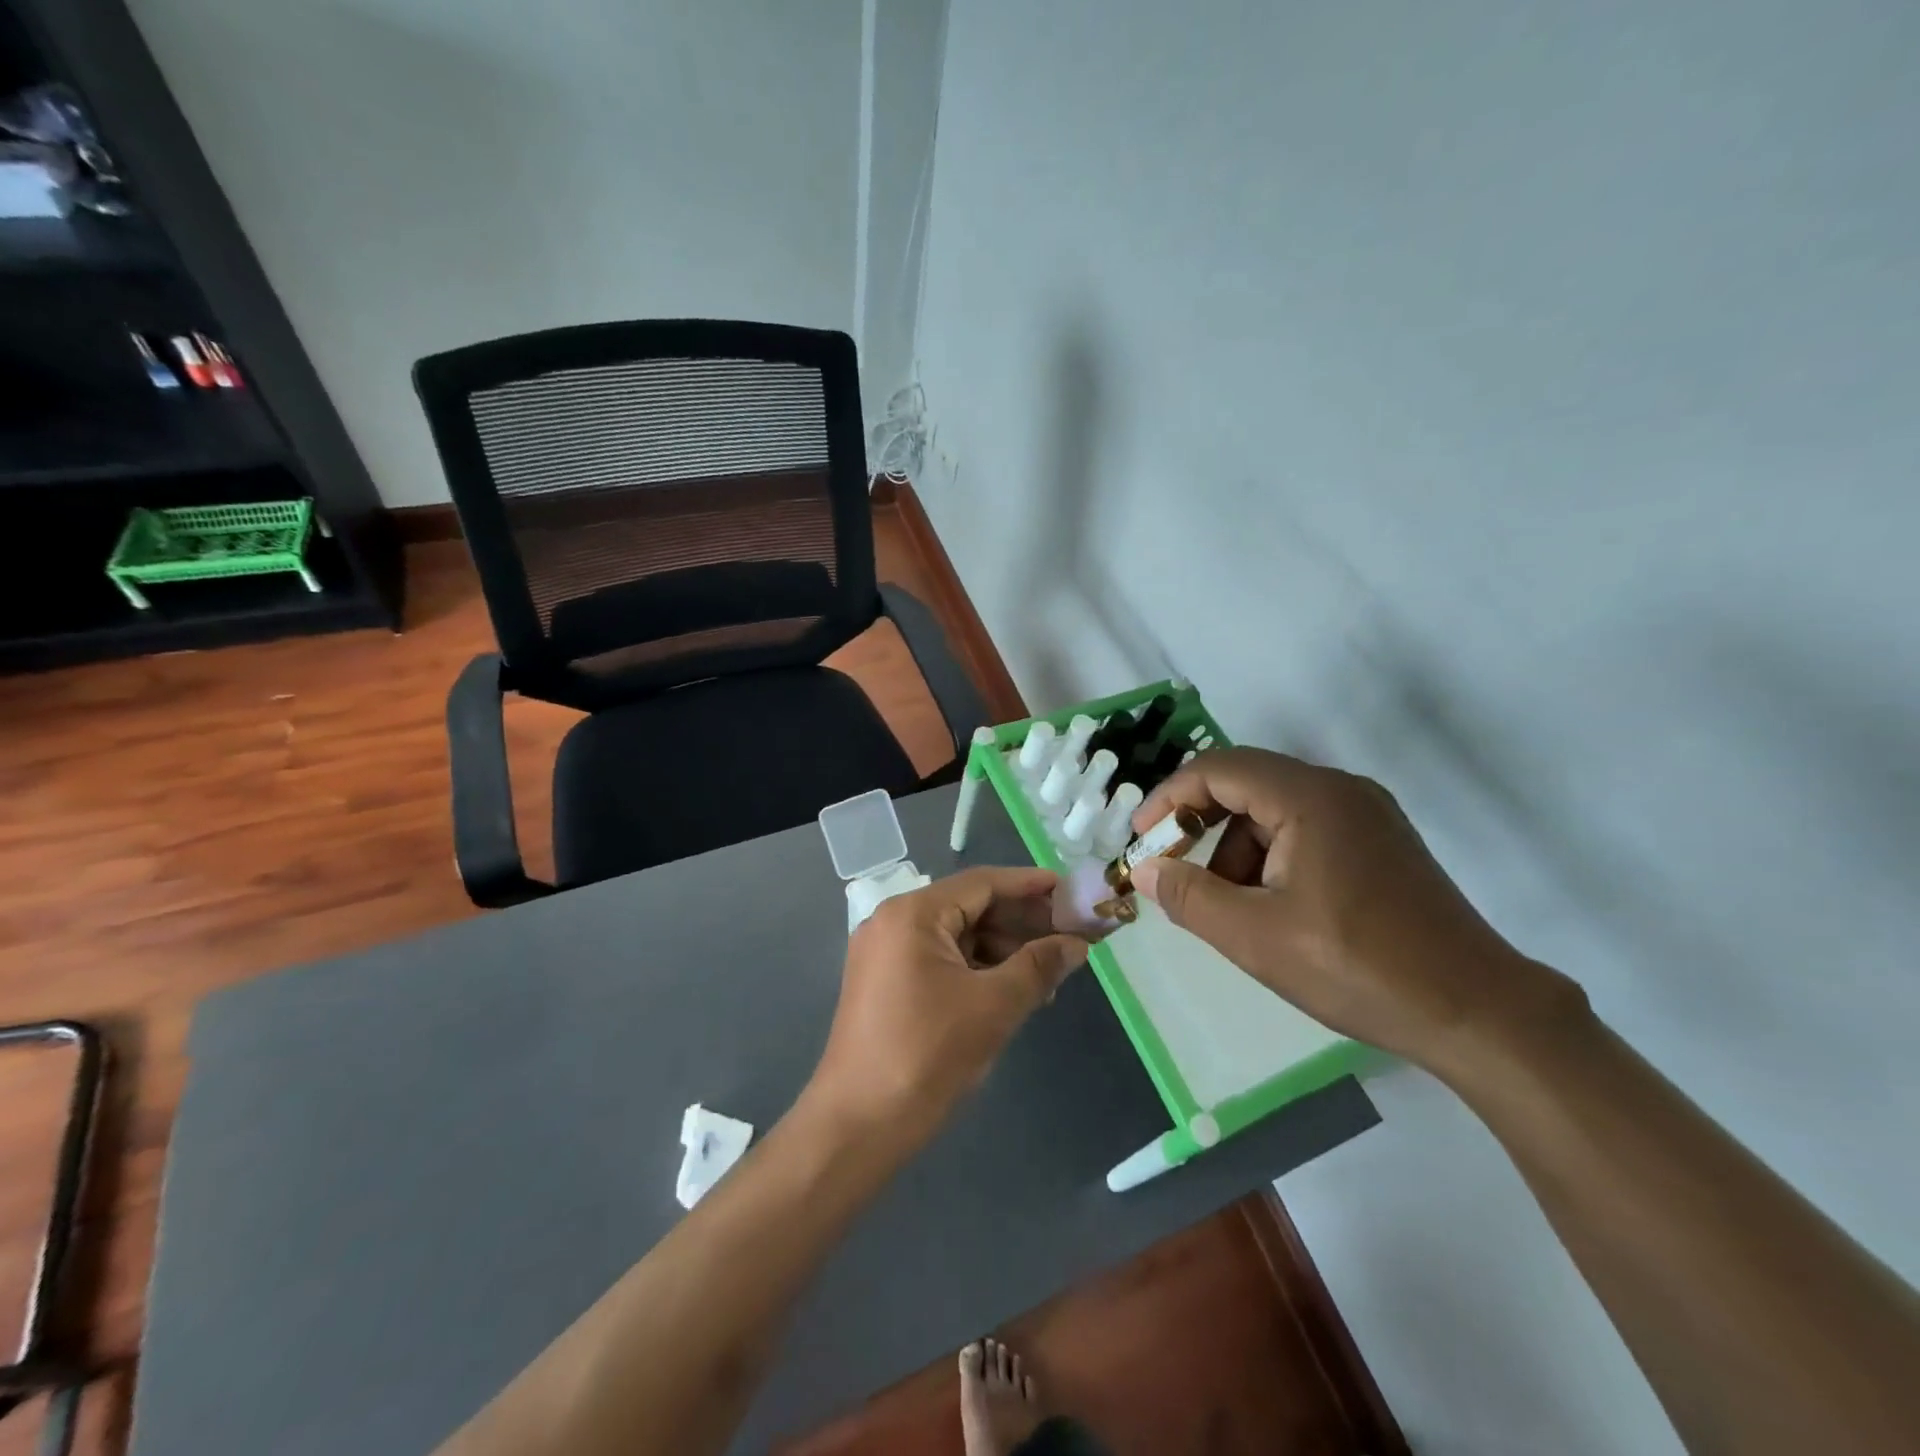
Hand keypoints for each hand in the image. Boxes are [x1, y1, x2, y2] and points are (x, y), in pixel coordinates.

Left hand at [805, 868, 1089, 1148]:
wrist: (857, 1126)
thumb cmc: (927, 1055)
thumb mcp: (994, 1007)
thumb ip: (1039, 967)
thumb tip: (1078, 944)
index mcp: (912, 914)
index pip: (982, 883)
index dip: (1030, 886)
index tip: (1071, 891)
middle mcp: (893, 921)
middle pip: (969, 907)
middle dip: (1020, 922)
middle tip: (1070, 935)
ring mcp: (885, 953)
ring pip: (956, 936)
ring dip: (1002, 949)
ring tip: (1049, 971)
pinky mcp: (884, 983)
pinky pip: (940, 960)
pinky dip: (977, 969)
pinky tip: (1011, 989)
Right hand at [1129, 747, 1583, 1073]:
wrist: (1479, 1013)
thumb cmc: (1358, 968)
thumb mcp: (1255, 937)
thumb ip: (1189, 897)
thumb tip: (1144, 869)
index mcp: (1310, 798)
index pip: (1218, 770)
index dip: (1168, 797)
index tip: (1141, 838)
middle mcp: (1340, 790)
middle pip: (1246, 784)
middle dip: (1199, 823)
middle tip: (1173, 867)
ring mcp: (1367, 815)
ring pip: (1275, 809)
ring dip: (1235, 846)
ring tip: (1228, 906)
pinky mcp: (1381, 843)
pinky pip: (1306, 829)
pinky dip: (1271, 856)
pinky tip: (1271, 907)